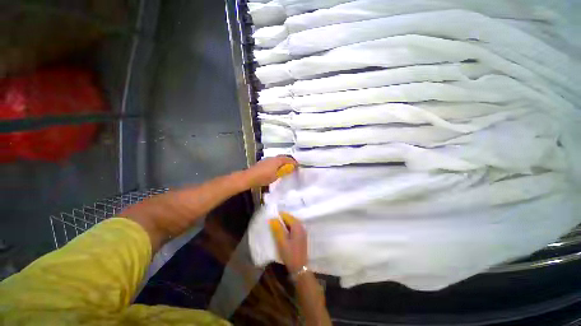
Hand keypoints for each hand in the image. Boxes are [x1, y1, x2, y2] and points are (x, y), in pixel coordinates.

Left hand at [244, 156, 296, 187]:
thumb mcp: (276, 176)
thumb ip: (283, 172)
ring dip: (282, 162)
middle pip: (282, 157)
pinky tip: (277, 168)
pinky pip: (273, 161)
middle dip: (288, 161)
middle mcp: (272, 158)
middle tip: (292, 165)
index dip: (293, 162)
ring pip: (277, 159)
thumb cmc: (264, 177)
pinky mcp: (263, 162)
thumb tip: (289, 169)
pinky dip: (277, 164)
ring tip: (286, 167)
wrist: (250, 177)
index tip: (298, 165)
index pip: (288, 159)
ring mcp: (267, 159)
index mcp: (277, 160)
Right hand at [269, 212, 307, 273]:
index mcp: (297, 226)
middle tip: (272, 224)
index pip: (286, 215)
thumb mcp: (281, 241)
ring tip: (275, 228)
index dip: (278, 216)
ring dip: (284, 224)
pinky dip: (287, 228)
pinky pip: (293, 228)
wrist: (300, 268)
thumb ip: (277, 228)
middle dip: (281, 219)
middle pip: (290, 218)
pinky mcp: (301, 236)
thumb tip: (272, 218)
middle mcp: (301, 226)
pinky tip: (282, 233)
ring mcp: (302, 231)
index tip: (270, 220)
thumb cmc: (290, 254)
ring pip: (291, 223)